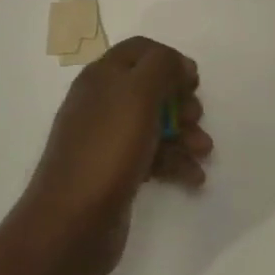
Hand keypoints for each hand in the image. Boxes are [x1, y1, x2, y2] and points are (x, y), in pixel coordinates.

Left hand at [5, 36, 211, 274]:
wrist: (71, 224)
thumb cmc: (106, 150)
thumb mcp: (137, 94)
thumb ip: (162, 66)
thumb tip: (180, 64)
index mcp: (102, 77)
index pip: (141, 50)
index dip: (170, 60)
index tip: (193, 82)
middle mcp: (103, 103)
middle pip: (152, 88)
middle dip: (181, 102)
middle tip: (195, 119)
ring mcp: (108, 139)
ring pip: (156, 124)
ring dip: (185, 134)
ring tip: (203, 152)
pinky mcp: (116, 172)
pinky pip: (153, 156)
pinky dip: (175, 163)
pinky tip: (193, 177)